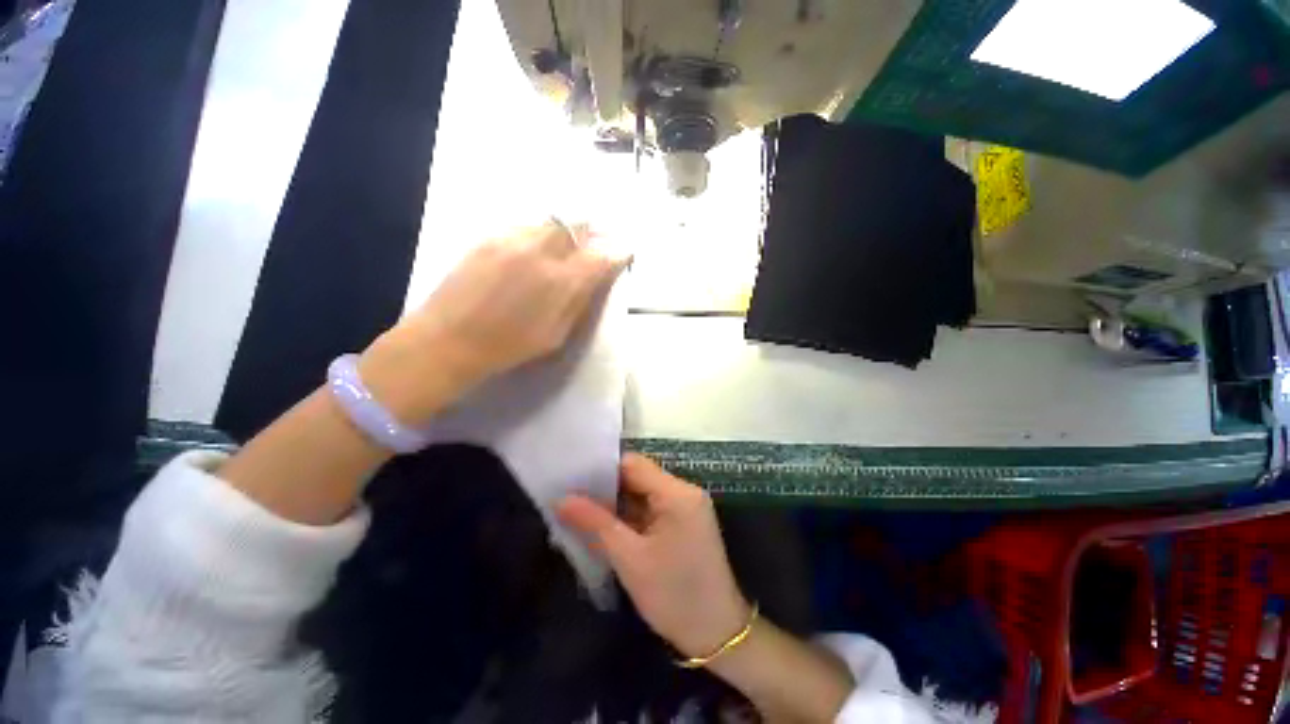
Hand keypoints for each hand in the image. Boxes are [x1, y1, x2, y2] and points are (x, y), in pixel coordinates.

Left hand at [359, 220, 627, 422]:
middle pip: (575, 226)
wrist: (447, 340)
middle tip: (593, 247)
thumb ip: (580, 300)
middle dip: (591, 233)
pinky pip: (525, 227)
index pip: (600, 256)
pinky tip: (534, 254)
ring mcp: (510, 240)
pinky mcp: (488, 237)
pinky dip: (539, 236)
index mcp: (559, 282)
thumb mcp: (556, 334)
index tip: (624, 252)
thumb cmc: (509, 347)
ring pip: (550, 223)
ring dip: (565, 234)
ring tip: (564, 251)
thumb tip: (600, 275)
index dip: (616, 252)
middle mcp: (539, 251)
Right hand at [558, 453, 751, 658]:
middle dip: (605, 488)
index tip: (572, 478)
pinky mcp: (684, 522)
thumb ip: (594, 523)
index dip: (601, 469)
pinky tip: (604, 525)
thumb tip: (560, 499)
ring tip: (579, 509)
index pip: (633, 464)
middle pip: (638, 477)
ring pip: (643, 494)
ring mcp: (686, 507)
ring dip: (615, 503)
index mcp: (676, 493)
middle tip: (569, 496)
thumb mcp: (629, 559)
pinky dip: (629, 516)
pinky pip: (651, 509)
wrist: (717, 634)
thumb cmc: (673, 596)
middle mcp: (684, 491)